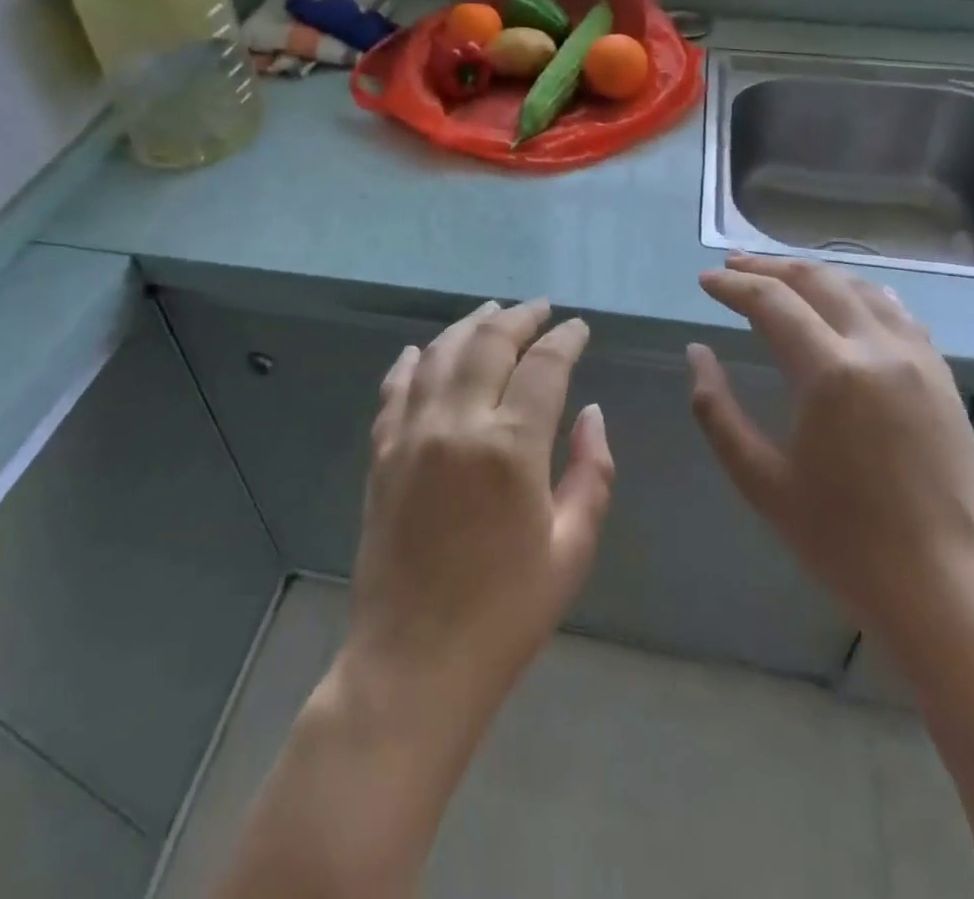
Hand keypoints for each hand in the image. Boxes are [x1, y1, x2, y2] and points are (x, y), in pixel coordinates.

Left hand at [343, 299, 614, 715]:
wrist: (414, 663)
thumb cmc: (506, 613)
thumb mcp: (571, 549)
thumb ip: (591, 472)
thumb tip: (591, 413)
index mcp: (511, 447)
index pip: (544, 366)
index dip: (565, 340)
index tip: (579, 328)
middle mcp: (457, 424)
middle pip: (488, 343)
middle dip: (519, 318)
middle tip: (540, 309)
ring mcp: (411, 435)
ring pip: (440, 354)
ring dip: (469, 325)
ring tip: (492, 312)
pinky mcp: (382, 453)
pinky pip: (396, 389)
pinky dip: (412, 362)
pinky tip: (423, 350)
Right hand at [687, 254, 973, 641]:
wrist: (949, 591)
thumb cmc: (843, 542)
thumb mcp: (760, 480)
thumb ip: (716, 410)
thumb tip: (697, 353)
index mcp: (831, 373)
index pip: (771, 303)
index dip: (732, 286)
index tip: (705, 281)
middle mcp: (877, 349)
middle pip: (816, 280)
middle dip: (768, 268)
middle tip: (732, 266)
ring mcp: (918, 358)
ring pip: (860, 287)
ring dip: (813, 274)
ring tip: (779, 276)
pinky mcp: (941, 376)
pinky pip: (895, 310)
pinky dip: (856, 293)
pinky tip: (841, 302)